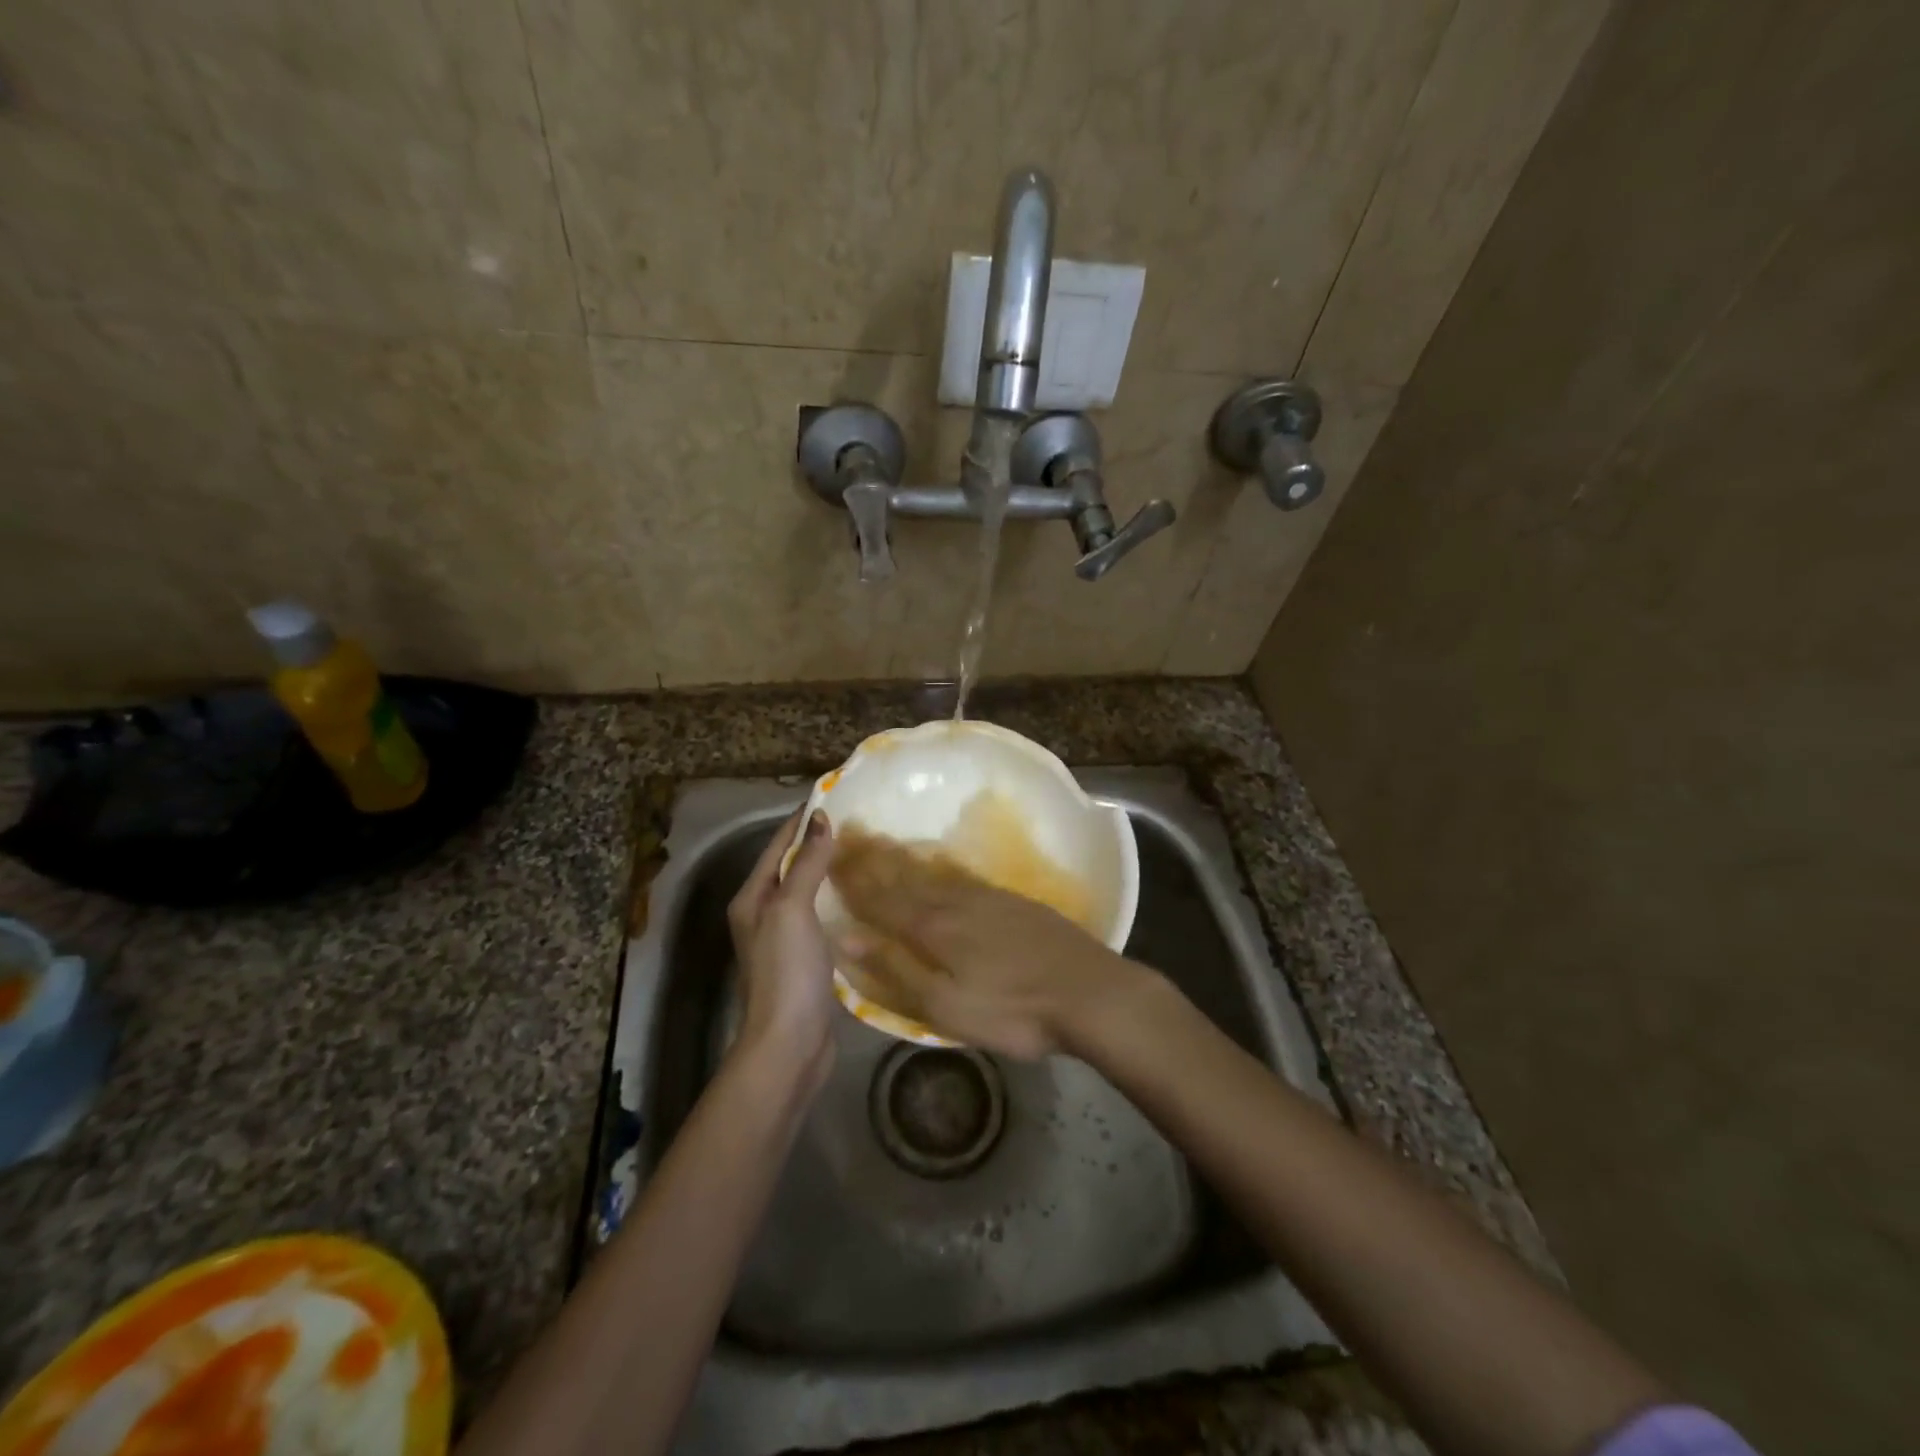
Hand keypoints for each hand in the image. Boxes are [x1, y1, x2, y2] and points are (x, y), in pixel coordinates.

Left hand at [728, 810, 837, 1092]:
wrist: (790, 1044)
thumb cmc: (786, 971)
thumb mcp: (792, 909)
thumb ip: (806, 863)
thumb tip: (820, 819)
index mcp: (752, 898)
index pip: (778, 845)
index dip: (802, 820)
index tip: (833, 796)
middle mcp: (763, 914)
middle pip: (792, 867)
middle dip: (818, 843)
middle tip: (857, 822)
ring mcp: (784, 940)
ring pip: (808, 893)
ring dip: (829, 872)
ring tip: (864, 852)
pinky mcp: (806, 961)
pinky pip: (822, 918)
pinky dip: (838, 902)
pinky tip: (862, 897)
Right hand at [829, 826, 1149, 1059]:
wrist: (1089, 991)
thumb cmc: (1012, 1010)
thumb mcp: (946, 1006)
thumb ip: (895, 970)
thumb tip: (846, 937)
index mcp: (932, 928)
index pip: (880, 899)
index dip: (852, 881)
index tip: (828, 857)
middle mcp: (953, 903)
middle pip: (904, 877)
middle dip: (872, 858)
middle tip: (847, 835)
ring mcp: (986, 897)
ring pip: (931, 873)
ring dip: (901, 858)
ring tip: (880, 842)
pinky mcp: (1011, 901)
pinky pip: (959, 875)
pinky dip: (936, 866)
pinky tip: (936, 865)